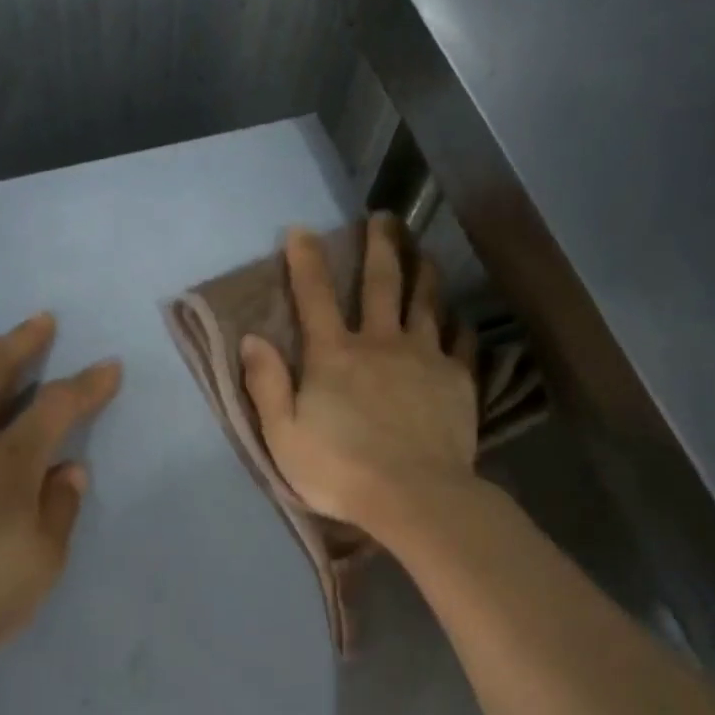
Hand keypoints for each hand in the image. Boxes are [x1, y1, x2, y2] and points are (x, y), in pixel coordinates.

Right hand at [241, 216, 478, 535]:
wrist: (413, 496)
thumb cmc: (339, 470)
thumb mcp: (282, 435)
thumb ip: (266, 384)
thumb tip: (252, 338)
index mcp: (333, 355)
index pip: (314, 297)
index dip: (305, 261)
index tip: (301, 230)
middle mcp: (380, 343)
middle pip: (381, 284)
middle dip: (380, 247)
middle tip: (385, 217)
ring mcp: (424, 357)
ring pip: (426, 303)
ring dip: (424, 273)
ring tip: (426, 253)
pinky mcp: (457, 380)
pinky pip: (461, 341)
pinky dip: (459, 325)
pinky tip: (460, 318)